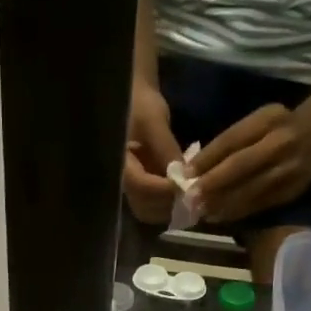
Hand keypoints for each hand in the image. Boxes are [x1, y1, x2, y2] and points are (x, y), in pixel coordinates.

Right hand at [122, 79, 184, 223]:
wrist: (132, 99)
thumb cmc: (139, 104)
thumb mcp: (154, 121)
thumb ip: (166, 151)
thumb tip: (183, 178)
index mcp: (117, 163)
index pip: (141, 187)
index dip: (165, 190)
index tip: (188, 184)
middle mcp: (119, 181)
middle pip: (144, 206)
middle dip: (169, 204)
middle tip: (193, 193)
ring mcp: (129, 187)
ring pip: (149, 210)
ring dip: (171, 207)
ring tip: (191, 194)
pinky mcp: (139, 188)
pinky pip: (153, 204)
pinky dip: (169, 202)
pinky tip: (185, 192)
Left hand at [193, 98, 310, 223]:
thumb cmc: (278, 126)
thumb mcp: (257, 122)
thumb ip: (232, 141)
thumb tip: (195, 168)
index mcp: (268, 120)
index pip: (233, 139)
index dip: (208, 158)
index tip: (185, 173)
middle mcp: (280, 143)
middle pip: (242, 165)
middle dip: (213, 184)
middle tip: (190, 198)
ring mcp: (289, 168)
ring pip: (251, 189)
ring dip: (223, 203)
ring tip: (201, 212)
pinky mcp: (292, 189)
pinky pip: (260, 203)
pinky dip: (238, 211)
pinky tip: (220, 216)